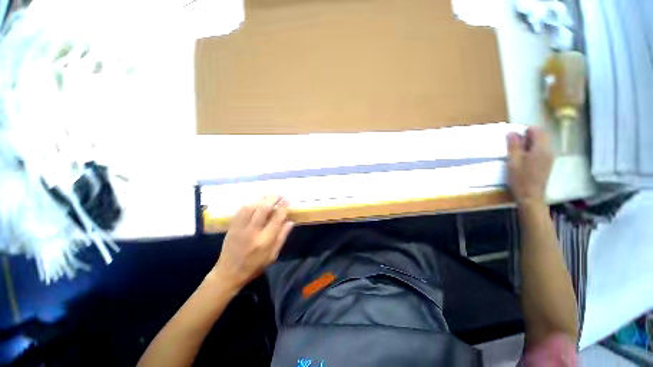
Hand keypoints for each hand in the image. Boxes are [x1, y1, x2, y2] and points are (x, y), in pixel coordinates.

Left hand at [211, 196, 293, 290]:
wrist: (228, 273)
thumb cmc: (254, 266)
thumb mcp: (273, 255)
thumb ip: (282, 237)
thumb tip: (291, 221)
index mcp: (265, 240)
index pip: (277, 218)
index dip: (283, 208)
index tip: (287, 202)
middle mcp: (252, 232)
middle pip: (263, 209)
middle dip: (272, 199)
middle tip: (279, 195)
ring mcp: (240, 228)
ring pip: (251, 207)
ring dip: (261, 199)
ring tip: (268, 195)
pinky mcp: (232, 227)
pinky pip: (241, 210)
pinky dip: (250, 203)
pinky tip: (255, 201)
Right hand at [507, 127, 553, 205]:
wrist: (531, 197)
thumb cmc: (520, 179)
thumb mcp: (513, 162)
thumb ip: (514, 146)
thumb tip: (512, 132)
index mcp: (540, 149)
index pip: (537, 130)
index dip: (525, 130)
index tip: (513, 136)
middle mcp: (548, 151)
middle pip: (541, 136)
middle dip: (527, 136)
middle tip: (513, 143)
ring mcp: (549, 158)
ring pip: (541, 143)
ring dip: (529, 143)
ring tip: (516, 151)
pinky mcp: (547, 164)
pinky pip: (541, 151)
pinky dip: (532, 150)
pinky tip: (523, 158)